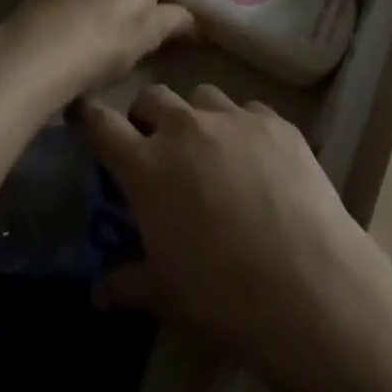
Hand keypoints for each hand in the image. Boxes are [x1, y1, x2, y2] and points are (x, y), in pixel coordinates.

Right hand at [79, 85, 388, 382]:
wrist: (307, 282)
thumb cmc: (223, 296)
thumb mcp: (166, 295)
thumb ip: (128, 283)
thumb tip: (100, 291)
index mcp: (147, 166)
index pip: (103, 125)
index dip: (89, 117)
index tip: (84, 113)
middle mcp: (186, 128)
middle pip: (154, 96)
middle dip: (147, 114)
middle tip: (155, 143)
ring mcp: (233, 118)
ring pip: (202, 96)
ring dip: (197, 117)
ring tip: (210, 149)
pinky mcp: (275, 120)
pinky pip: (248, 111)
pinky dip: (242, 128)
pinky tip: (257, 159)